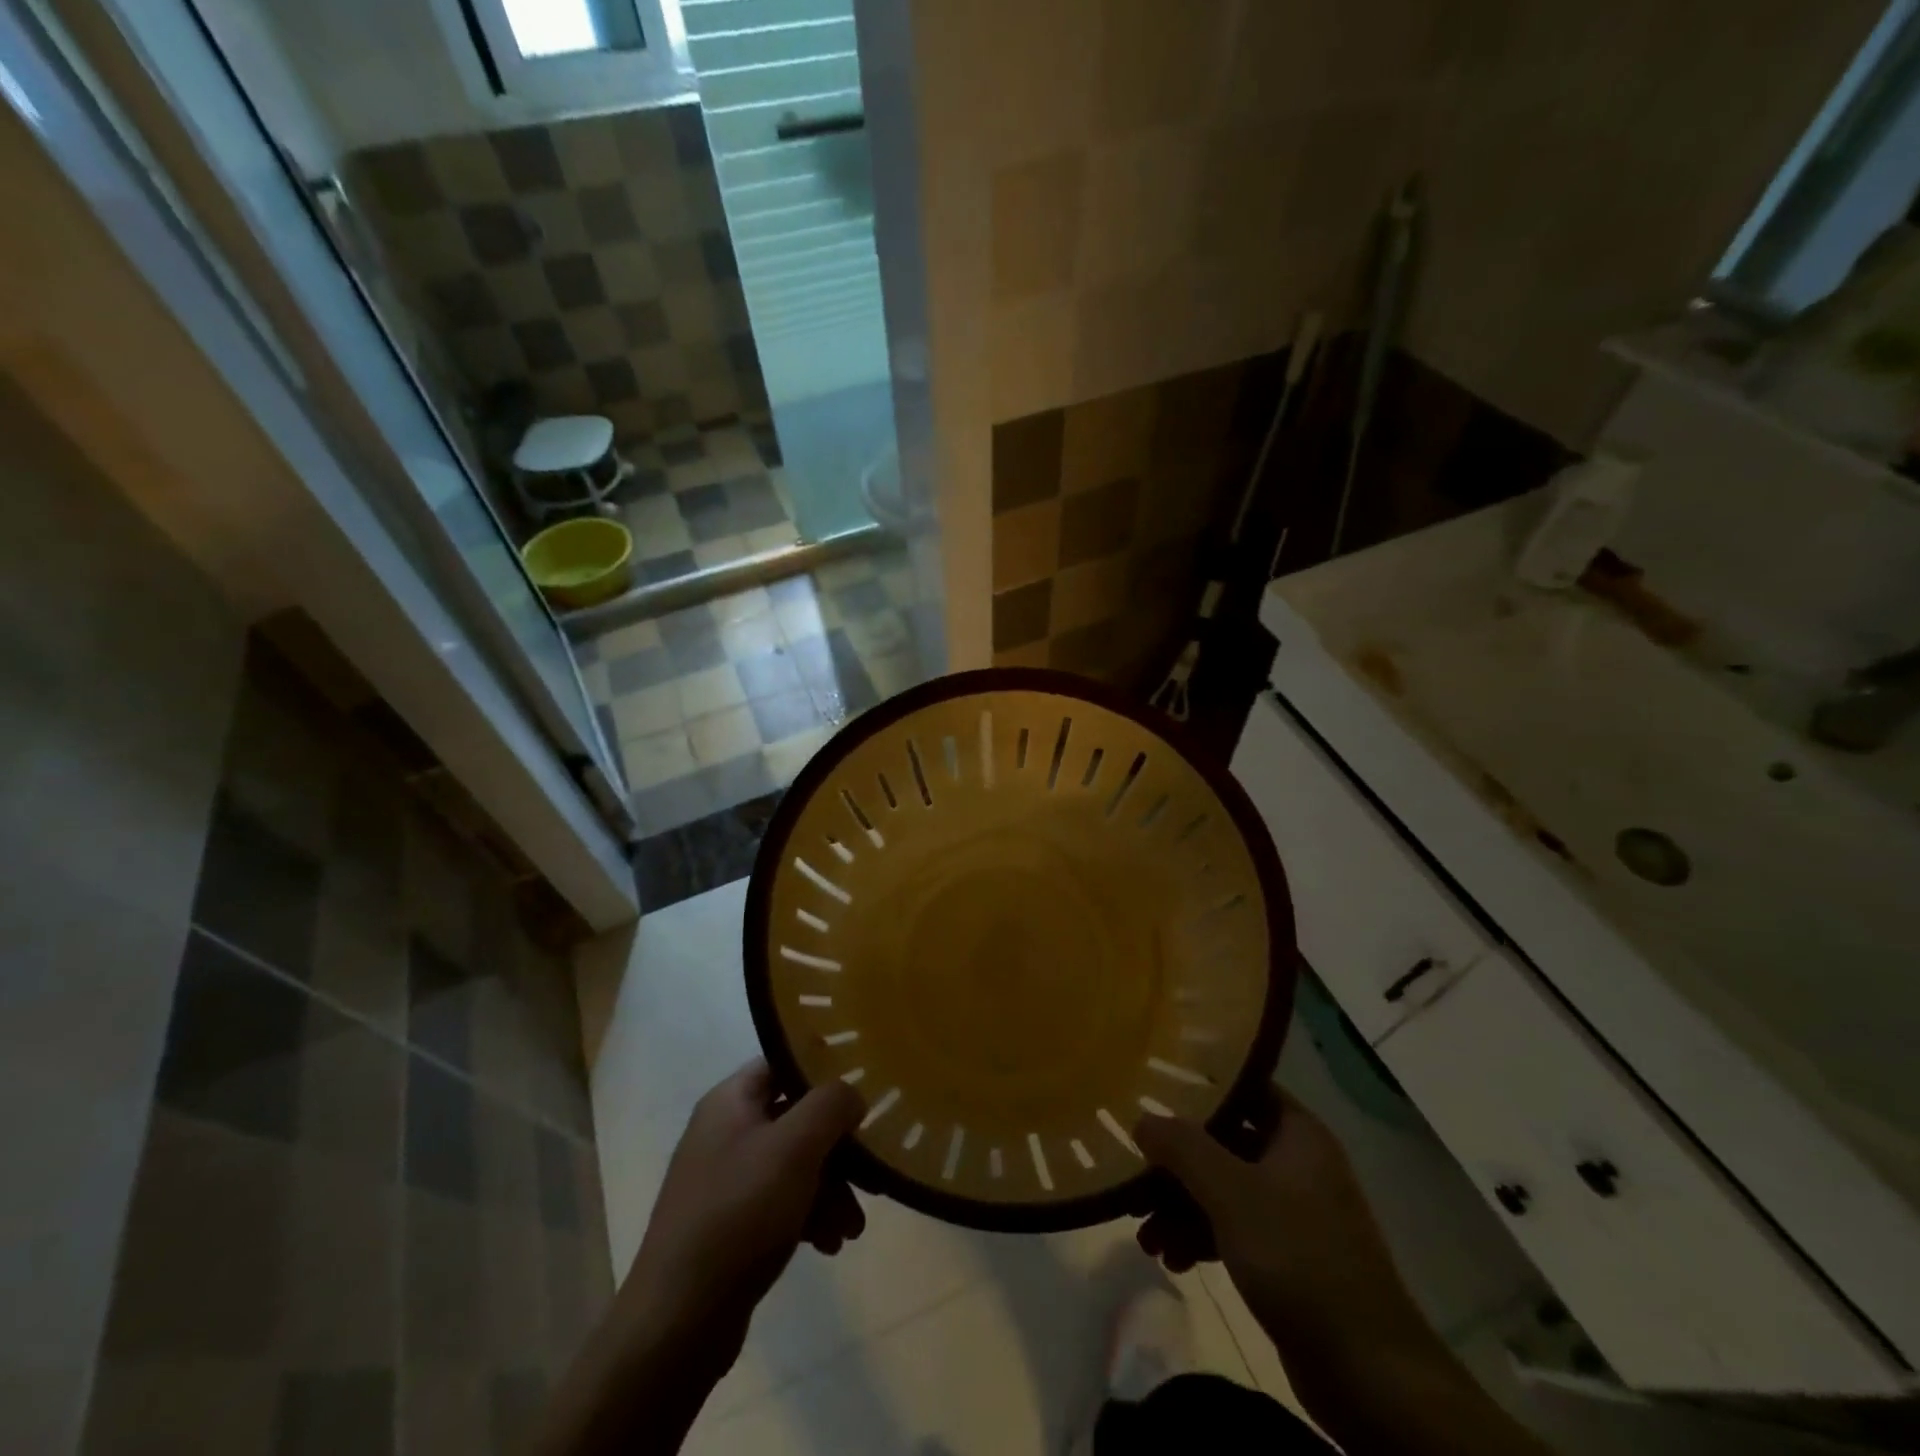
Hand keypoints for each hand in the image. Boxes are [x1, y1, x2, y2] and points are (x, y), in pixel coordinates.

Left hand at [537, 1061, 864, 1455]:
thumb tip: (852, 1093)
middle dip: (837, 1149)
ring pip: (794, 1165)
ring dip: (830, 1190)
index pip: (784, 1063)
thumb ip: (831, 1105)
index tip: (864, 1089)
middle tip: (870, 1176)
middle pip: (796, 1119)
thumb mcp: (795, 1147)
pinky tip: (829, 1245)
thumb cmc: (740, 1214)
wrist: (678, 1320)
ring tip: (852, 1229)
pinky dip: (809, 1216)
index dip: (825, 1071)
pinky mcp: (729, 1224)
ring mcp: (725, 1179)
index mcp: (730, 1101)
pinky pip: (780, 1202)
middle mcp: (724, 1131)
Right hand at [1136, 1089, 1554, 1455]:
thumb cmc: (1298, 1258)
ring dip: (1181, 1207)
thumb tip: (1142, 1118)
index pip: (1243, 1088)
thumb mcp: (1231, 1192)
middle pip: (1225, 1143)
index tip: (1154, 1090)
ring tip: (1143, 1234)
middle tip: (1135, 1174)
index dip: (1199, 1086)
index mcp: (1298, 1135)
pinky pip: (1233, 1230)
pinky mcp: (1288, 1259)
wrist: (1367, 1372)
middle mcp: (1298, 1165)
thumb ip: (1183, 1148)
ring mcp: (1294, 1213)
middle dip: (1177, 1162)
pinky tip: (1171, 1258)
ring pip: (1224, 1190)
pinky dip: (1201, 1238)